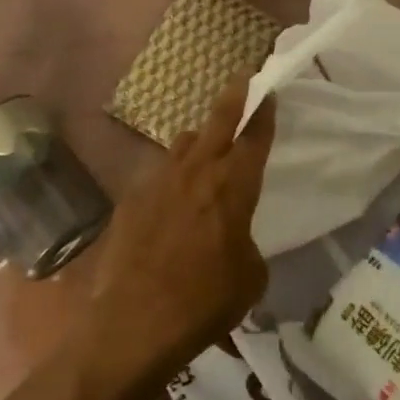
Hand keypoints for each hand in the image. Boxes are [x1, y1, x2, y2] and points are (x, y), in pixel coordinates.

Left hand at [82, 86, 276, 382]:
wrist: (134, 321)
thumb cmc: (205, 301)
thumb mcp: (250, 277)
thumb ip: (246, 242)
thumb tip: (234, 237)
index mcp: (233, 186)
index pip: (254, 137)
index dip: (263, 112)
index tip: (267, 92)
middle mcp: (196, 172)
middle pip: (218, 121)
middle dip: (233, 96)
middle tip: (241, 77)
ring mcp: (159, 181)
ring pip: (184, 144)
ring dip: (199, 141)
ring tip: (204, 150)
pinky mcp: (132, 199)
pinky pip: (159, 175)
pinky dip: (171, 178)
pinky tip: (171, 202)